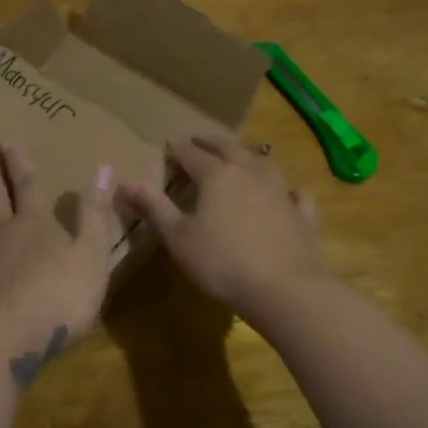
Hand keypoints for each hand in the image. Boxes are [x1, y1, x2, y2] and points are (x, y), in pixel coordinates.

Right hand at [117, 129, 326, 319]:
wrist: (284, 289)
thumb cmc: (222, 263)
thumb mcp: (178, 237)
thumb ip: (154, 208)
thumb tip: (125, 182)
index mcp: (217, 175)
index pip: (192, 152)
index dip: (178, 147)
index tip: (168, 144)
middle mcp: (250, 173)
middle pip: (229, 147)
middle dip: (211, 141)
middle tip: (199, 138)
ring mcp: (281, 191)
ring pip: (263, 163)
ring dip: (247, 156)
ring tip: (239, 156)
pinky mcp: (302, 214)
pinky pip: (295, 194)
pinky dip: (288, 190)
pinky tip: (290, 192)